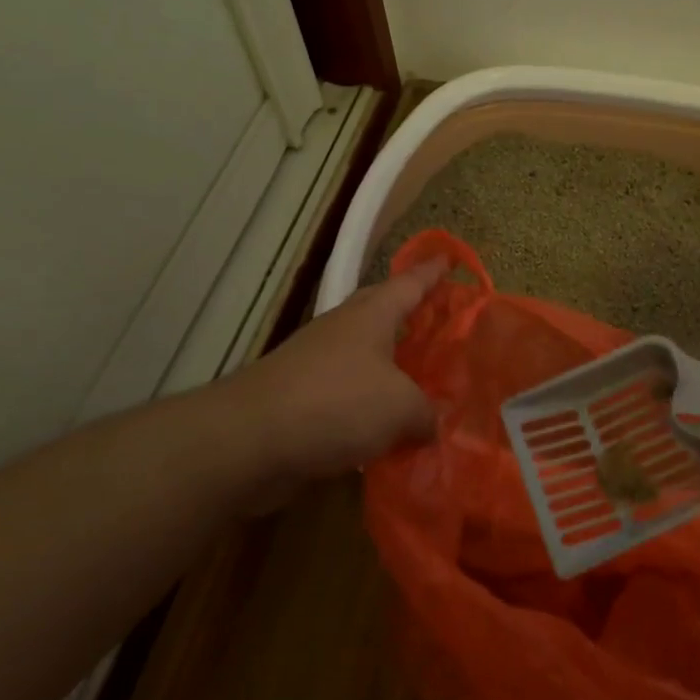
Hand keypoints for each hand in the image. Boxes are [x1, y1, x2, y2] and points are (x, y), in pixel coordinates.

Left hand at [231, 261, 446, 504]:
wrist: (250, 440)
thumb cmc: (336, 403)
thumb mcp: (401, 407)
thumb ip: (426, 413)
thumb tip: (431, 423)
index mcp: (371, 316)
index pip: (409, 284)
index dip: (432, 273)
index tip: (449, 259)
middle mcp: (343, 331)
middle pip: (384, 314)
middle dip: (413, 316)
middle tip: (445, 324)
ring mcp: (318, 364)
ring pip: (367, 359)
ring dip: (394, 368)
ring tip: (425, 383)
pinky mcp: (302, 400)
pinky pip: (349, 397)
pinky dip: (371, 409)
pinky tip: (389, 431)